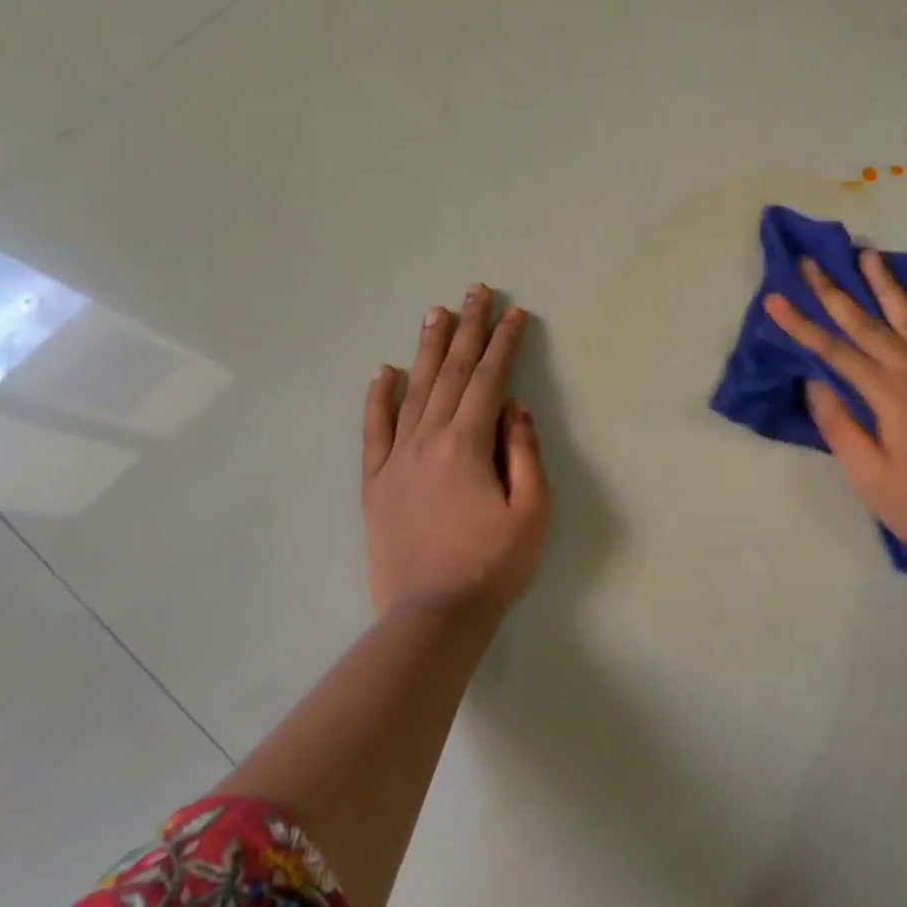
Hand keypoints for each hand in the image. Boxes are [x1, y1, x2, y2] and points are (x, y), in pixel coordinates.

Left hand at [362, 285, 550, 617]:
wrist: (432, 615)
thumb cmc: (493, 565)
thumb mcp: (531, 511)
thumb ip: (524, 452)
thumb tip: (516, 407)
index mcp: (467, 445)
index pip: (489, 381)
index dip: (504, 344)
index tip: (516, 313)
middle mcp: (427, 441)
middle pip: (451, 374)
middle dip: (467, 330)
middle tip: (475, 292)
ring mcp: (396, 460)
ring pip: (414, 392)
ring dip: (428, 350)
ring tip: (436, 313)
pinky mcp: (376, 483)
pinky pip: (374, 431)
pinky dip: (378, 398)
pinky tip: (384, 372)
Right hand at [765, 250, 906, 567]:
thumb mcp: (868, 476)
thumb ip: (839, 427)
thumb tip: (815, 384)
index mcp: (888, 396)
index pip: (835, 352)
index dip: (801, 325)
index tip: (775, 299)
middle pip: (869, 326)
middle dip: (835, 293)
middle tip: (810, 263)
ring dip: (888, 288)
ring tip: (868, 256)